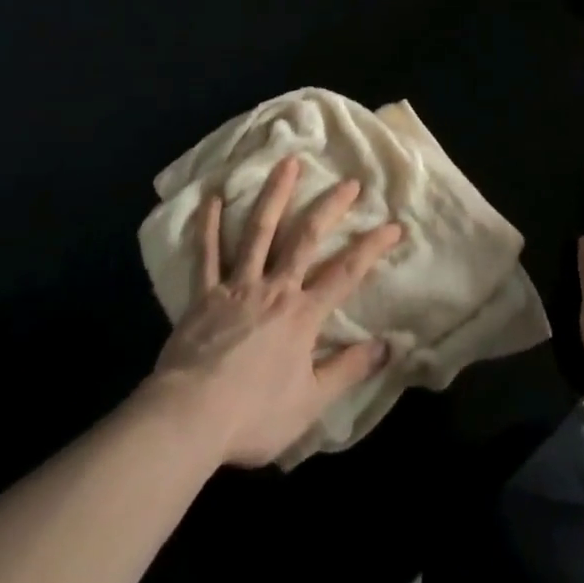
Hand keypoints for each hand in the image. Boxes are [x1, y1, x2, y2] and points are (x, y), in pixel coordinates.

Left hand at [152, 155, 401, 466]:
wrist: (189, 419)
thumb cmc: (253, 415)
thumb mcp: (310, 403)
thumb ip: (348, 370)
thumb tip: (388, 346)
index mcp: (302, 315)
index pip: (347, 272)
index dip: (372, 247)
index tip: (394, 225)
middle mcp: (275, 288)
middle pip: (306, 238)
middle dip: (330, 207)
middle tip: (349, 181)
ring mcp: (237, 286)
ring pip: (259, 231)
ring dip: (275, 195)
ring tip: (287, 162)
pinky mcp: (204, 294)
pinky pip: (207, 254)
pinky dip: (210, 225)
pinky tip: (213, 197)